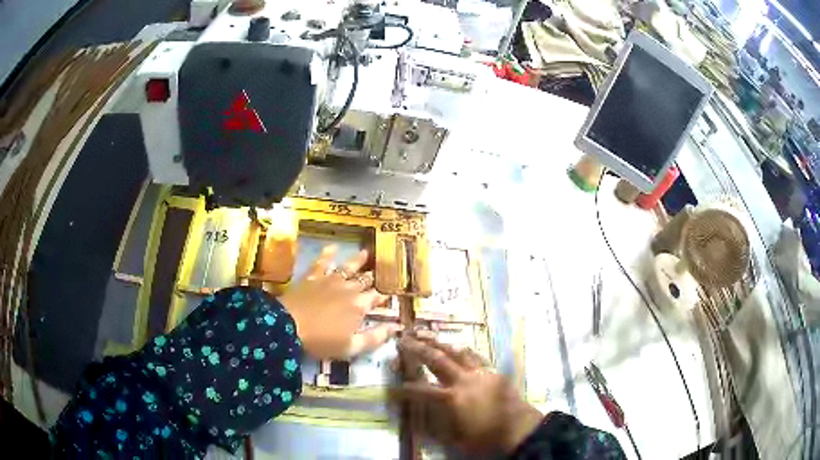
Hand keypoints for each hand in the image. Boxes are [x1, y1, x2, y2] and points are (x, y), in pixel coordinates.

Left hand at [279, 245, 399, 359]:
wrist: (287, 327)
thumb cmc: (321, 341)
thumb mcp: (352, 347)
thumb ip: (376, 337)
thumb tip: (397, 327)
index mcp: (359, 306)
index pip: (377, 298)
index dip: (383, 296)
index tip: (388, 295)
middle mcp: (348, 289)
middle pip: (364, 281)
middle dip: (372, 277)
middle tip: (379, 271)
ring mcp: (330, 280)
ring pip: (348, 267)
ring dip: (358, 260)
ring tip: (366, 252)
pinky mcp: (312, 277)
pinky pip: (322, 262)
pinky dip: (328, 253)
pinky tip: (333, 246)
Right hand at [390, 336, 543, 454]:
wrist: (520, 431)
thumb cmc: (486, 438)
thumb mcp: (455, 438)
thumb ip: (436, 423)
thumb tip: (418, 415)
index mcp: (452, 398)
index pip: (420, 390)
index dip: (403, 389)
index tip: (391, 387)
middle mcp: (464, 380)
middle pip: (436, 359)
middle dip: (417, 349)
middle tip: (403, 340)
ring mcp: (481, 373)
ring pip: (456, 352)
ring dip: (439, 343)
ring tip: (425, 334)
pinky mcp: (494, 372)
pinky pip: (476, 356)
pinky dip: (463, 351)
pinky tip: (459, 348)